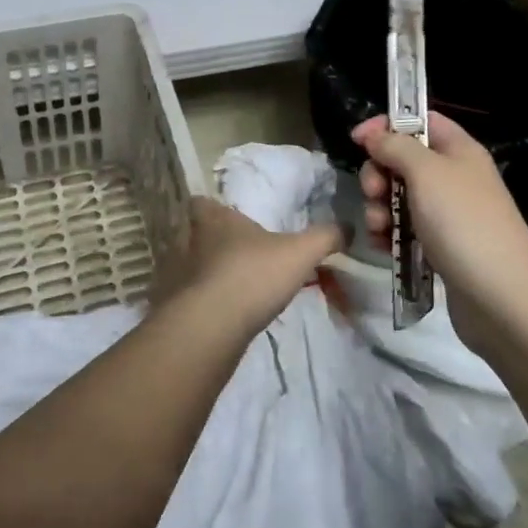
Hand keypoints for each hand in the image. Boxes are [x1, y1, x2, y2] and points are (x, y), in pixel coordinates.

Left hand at [165, 197, 341, 332]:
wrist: (213, 325)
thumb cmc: (253, 274)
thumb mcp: (300, 252)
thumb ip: (325, 237)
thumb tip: (348, 226)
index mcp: (213, 219)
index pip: (201, 203)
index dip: (212, 207)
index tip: (228, 216)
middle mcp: (191, 242)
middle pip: (197, 235)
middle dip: (217, 243)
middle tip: (242, 252)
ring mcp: (181, 275)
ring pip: (196, 267)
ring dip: (213, 273)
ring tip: (240, 285)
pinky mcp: (179, 306)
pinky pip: (195, 297)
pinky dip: (209, 301)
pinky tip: (230, 312)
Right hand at [351, 112, 527, 354]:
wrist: (502, 297)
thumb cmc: (464, 223)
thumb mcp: (426, 173)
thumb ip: (396, 147)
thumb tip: (374, 134)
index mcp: (459, 151)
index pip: (421, 121)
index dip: (388, 125)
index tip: (357, 140)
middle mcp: (454, 178)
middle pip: (403, 161)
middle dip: (378, 174)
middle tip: (373, 193)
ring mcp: (448, 214)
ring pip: (399, 197)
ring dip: (379, 208)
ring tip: (379, 228)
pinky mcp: (440, 246)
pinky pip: (404, 229)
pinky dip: (389, 234)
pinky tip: (382, 247)